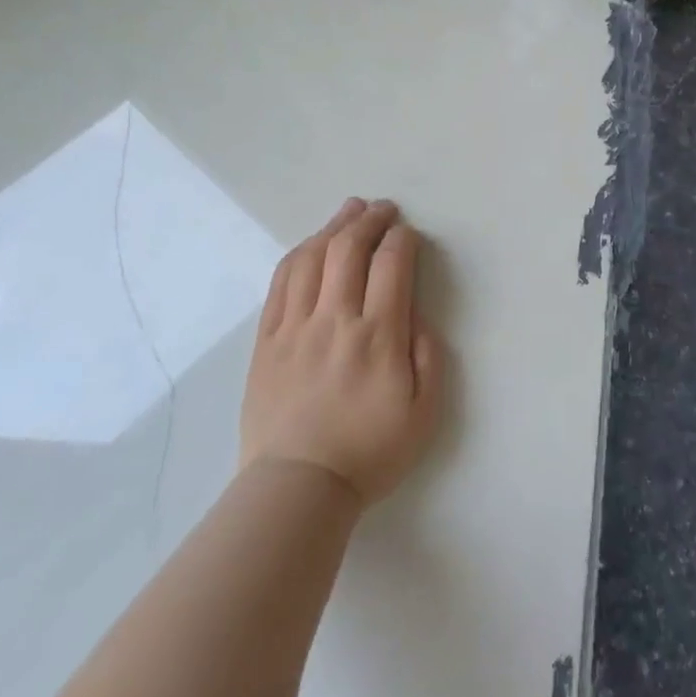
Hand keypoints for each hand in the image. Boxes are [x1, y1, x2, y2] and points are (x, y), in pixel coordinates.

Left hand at [240, 198, 444, 504]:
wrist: (299, 487)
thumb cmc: (369, 451)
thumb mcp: (424, 412)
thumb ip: (428, 356)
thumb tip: (416, 315)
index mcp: (377, 336)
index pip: (391, 266)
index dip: (401, 239)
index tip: (408, 233)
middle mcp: (335, 321)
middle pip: (349, 250)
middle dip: (369, 220)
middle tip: (383, 209)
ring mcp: (295, 328)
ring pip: (312, 259)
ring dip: (333, 227)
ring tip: (349, 211)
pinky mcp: (267, 341)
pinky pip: (280, 284)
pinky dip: (298, 255)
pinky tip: (310, 244)